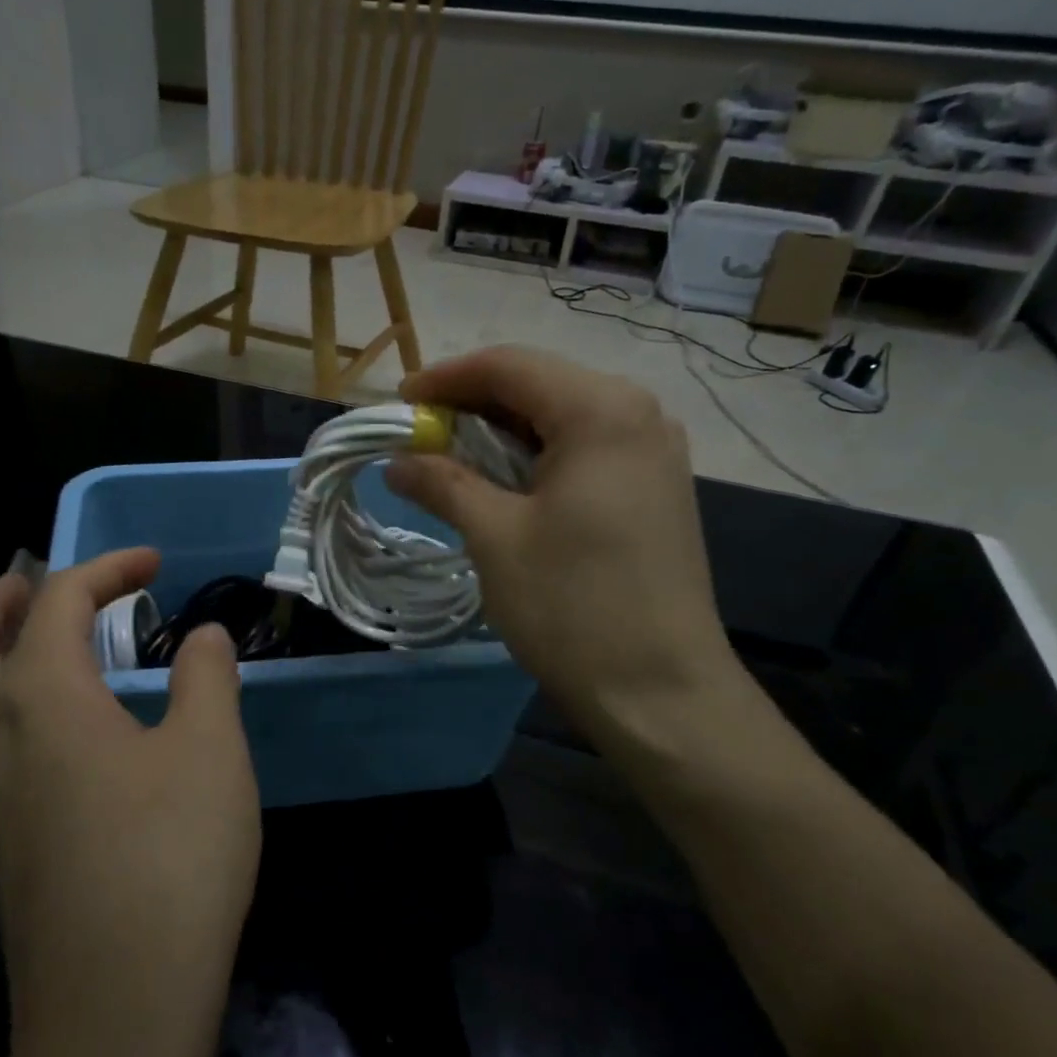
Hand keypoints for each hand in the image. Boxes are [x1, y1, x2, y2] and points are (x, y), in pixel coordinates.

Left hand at [0, 549, 259, 1056]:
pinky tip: (57, 732)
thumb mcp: (210, 750)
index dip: (105, 568)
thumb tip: (203, 635)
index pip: (57, 602)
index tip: (152, 563)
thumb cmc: (171, 859)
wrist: (118, 1008)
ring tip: (39, 646)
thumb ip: (206, 678)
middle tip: (41, 583)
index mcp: (40, 698)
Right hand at [387, 346, 745, 745]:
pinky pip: (585, 450)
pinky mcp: (655, 488)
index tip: (398, 404)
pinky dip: (536, 458)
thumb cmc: (572, 605)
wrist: (660, 691)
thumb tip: (396, 460)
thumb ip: (442, 483)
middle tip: (418, 435)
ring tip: (449, 460)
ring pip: (561, 418)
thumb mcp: (494, 537)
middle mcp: (637, 414)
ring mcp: (654, 452)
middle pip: (538, 385)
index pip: (508, 366)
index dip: (445, 378)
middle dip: (472, 404)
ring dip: (501, 433)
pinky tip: (503, 484)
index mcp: (600, 410)